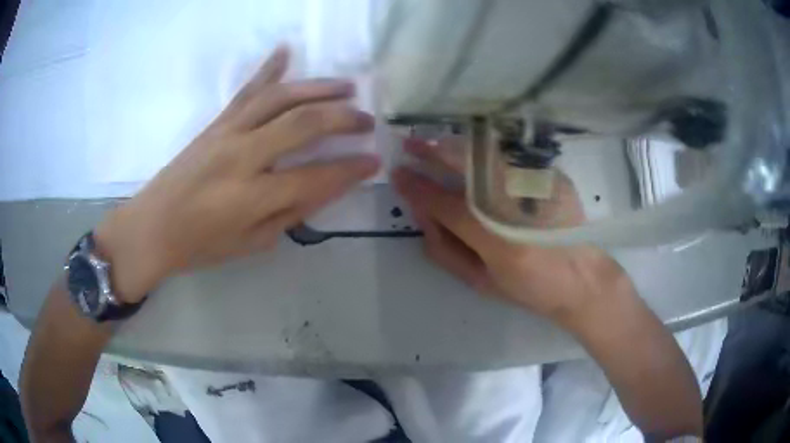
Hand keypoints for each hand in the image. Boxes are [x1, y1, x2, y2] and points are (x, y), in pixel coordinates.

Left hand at [95, 47, 379, 301]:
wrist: (151, 227)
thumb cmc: (199, 245)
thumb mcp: (250, 243)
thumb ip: (289, 214)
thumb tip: (324, 187)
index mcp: (251, 196)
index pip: (315, 177)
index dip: (350, 170)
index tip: (375, 162)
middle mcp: (242, 156)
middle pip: (303, 124)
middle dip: (343, 119)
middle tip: (367, 121)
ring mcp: (227, 132)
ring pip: (281, 98)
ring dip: (319, 88)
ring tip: (347, 87)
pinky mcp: (216, 123)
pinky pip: (247, 90)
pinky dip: (268, 68)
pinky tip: (286, 51)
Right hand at [394, 139, 629, 322]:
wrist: (581, 278)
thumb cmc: (529, 287)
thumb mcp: (480, 281)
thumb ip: (445, 250)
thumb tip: (422, 215)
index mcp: (497, 240)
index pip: (445, 205)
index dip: (417, 188)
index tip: (397, 174)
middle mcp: (518, 205)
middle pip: (467, 168)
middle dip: (433, 153)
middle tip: (411, 145)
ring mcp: (538, 184)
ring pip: (487, 154)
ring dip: (456, 147)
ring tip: (434, 144)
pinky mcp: (550, 175)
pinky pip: (508, 156)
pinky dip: (484, 153)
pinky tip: (473, 153)